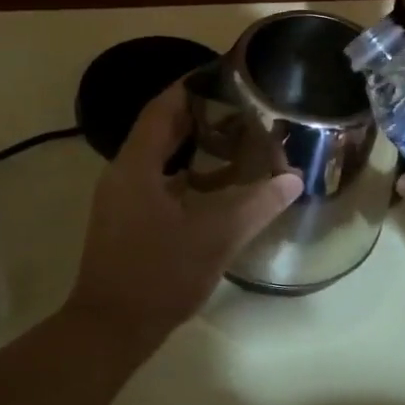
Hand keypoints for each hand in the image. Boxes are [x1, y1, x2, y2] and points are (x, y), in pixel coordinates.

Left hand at [66, 84, 301, 349]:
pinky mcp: (124, 222)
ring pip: (158, 159)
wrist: (111, 328)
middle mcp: (122, 175)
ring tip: (234, 141)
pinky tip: (215, 188)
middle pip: (160, 131)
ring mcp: (120, 200)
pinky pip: (155, 183)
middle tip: (240, 109)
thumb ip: (256, 205)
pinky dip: (184, 176)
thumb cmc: (159, 275)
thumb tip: (293, 179)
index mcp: (136, 166)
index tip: (224, 76)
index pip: (161, 109)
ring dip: (192, 147)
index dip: (190, 87)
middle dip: (198, 116)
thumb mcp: (215, 237)